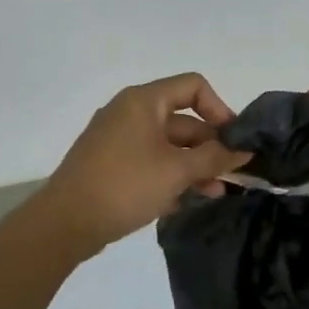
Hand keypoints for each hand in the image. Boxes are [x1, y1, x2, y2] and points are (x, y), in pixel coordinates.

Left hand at [34, 74, 251, 253]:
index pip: (194, 86)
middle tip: (232, 174)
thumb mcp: (178, 171)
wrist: (65, 223)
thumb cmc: (125, 185)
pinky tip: (186, 201)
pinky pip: (151, 161)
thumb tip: (244, 151)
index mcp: (144, 101)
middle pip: (183, 119)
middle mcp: (130, 113)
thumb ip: (215, 158)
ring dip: (195, 165)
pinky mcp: (112, 164)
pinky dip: (172, 175)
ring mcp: (118, 139)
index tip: (233, 140)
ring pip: (169, 145)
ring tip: (216, 193)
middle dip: (210, 146)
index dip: (219, 109)